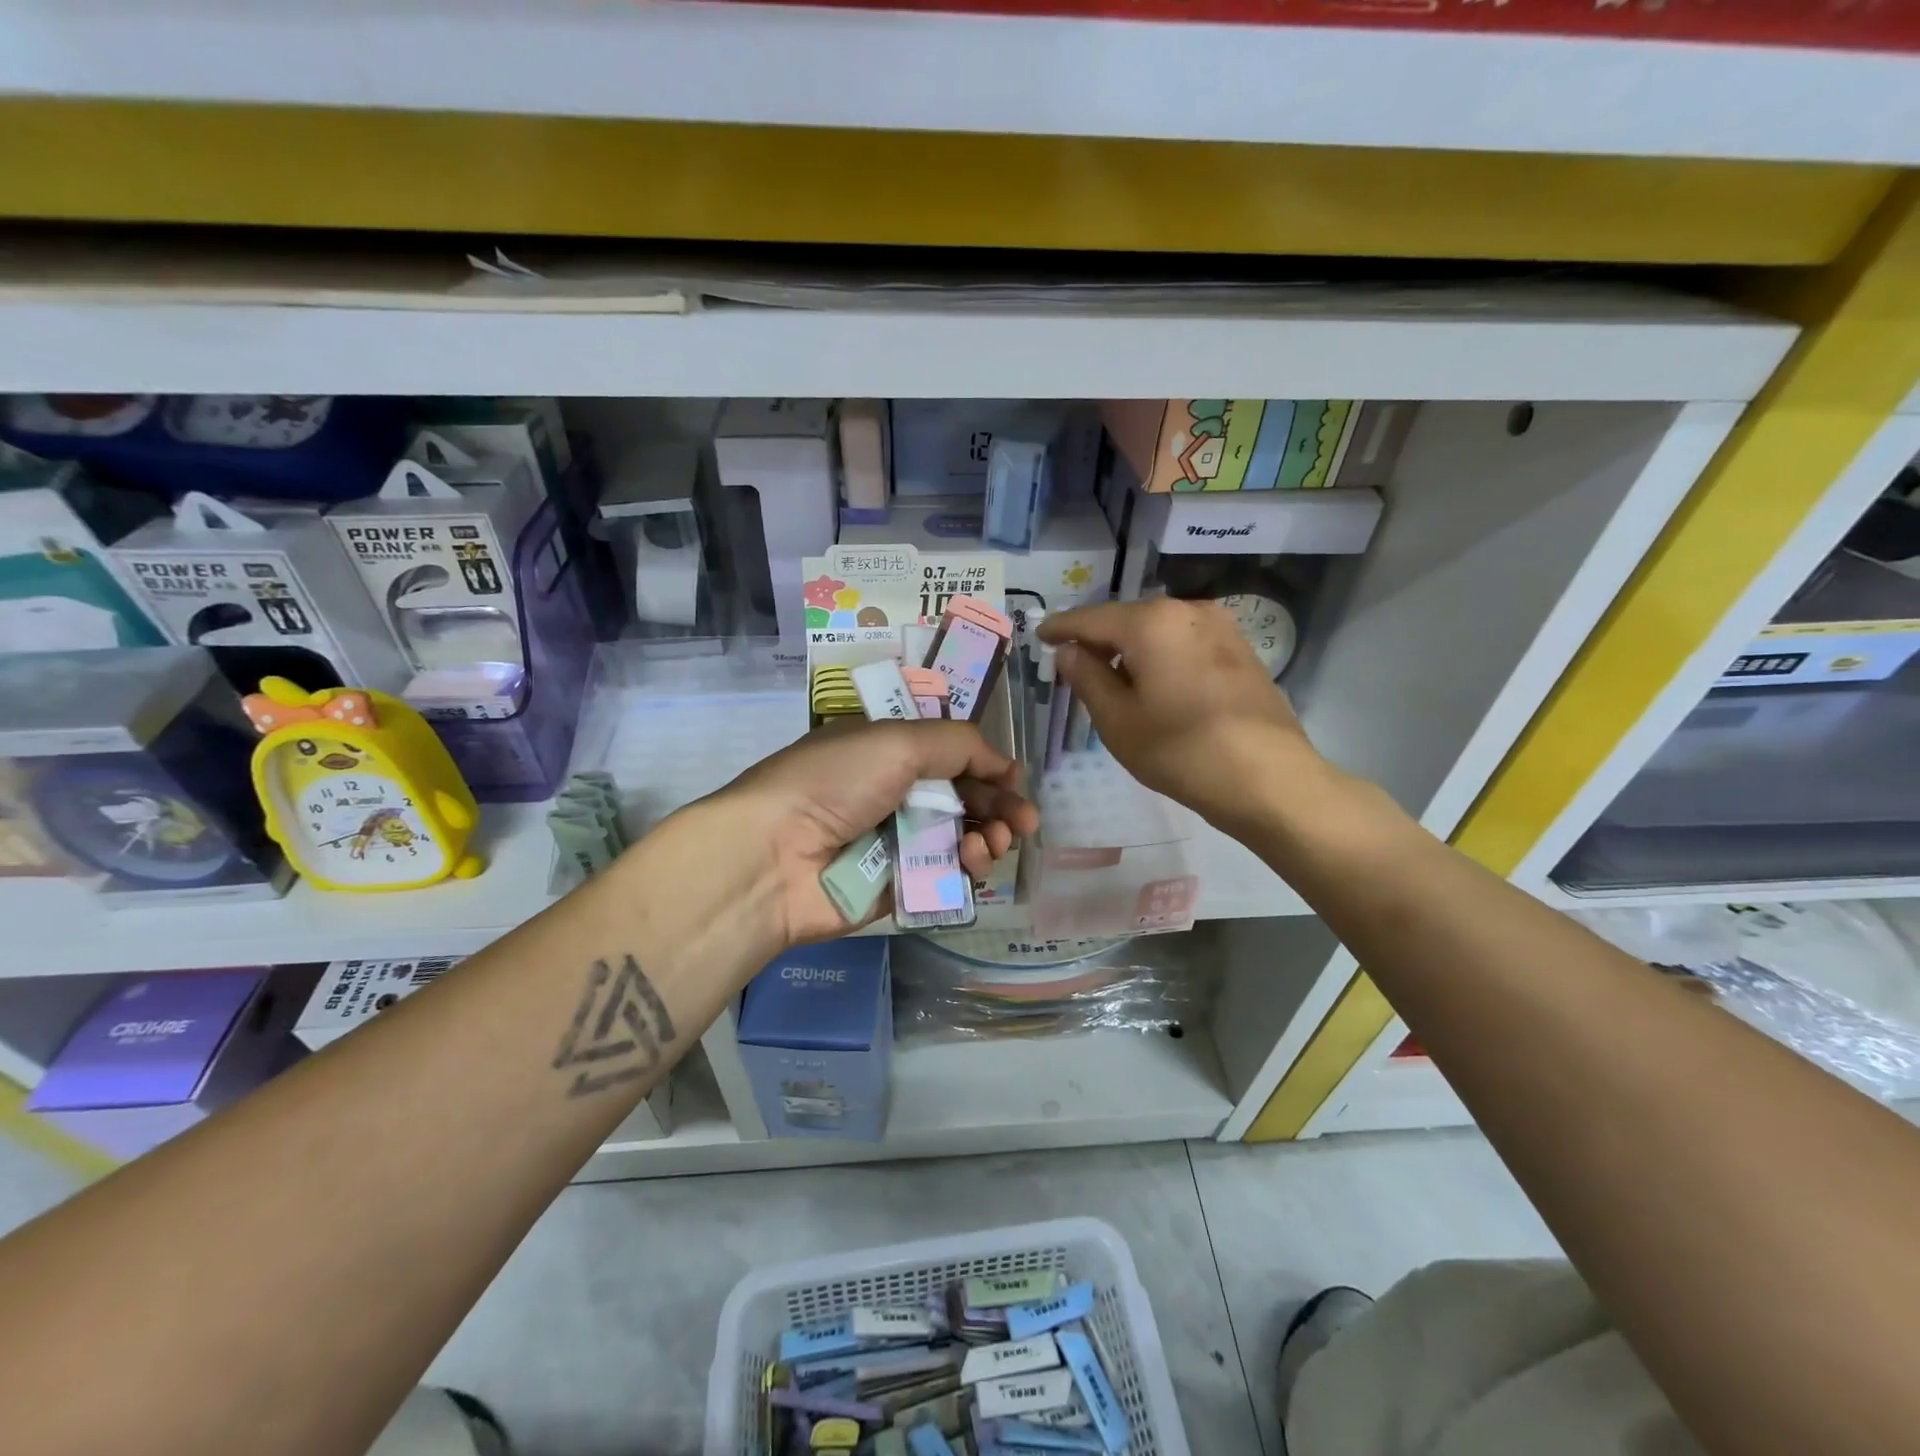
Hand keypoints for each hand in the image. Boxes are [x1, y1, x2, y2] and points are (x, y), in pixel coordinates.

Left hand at [691, 719, 1037, 944]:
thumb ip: (959, 743)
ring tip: (995, 843)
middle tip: (1025, 823)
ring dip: (988, 838)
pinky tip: (974, 862)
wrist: (774, 856)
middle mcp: (891, 794)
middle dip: (998, 807)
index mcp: (886, 752)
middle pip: (961, 799)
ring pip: (958, 839)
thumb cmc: (836, 783)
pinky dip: (965, 869)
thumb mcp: (899, 740)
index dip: (986, 766)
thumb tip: (1003, 764)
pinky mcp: (894, 887)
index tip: (1014, 781)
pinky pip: (942, 876)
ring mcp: (892, 842)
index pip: (949, 755)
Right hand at [1039, 597, 1323, 833]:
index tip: (1040, 636)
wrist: (1270, 778)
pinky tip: (1157, 686)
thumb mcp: (1118, 720)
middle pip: (1127, 620)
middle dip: (1098, 640)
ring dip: (1132, 650)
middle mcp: (1187, 610)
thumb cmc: (1181, 751)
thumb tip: (1069, 651)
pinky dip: (1162, 656)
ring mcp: (1221, 628)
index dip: (1061, 628)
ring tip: (1114, 682)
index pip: (1091, 618)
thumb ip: (1087, 678)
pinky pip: (1185, 643)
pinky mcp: (1241, 650)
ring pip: (1159, 631)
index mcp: (1151, 622)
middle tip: (1074, 666)